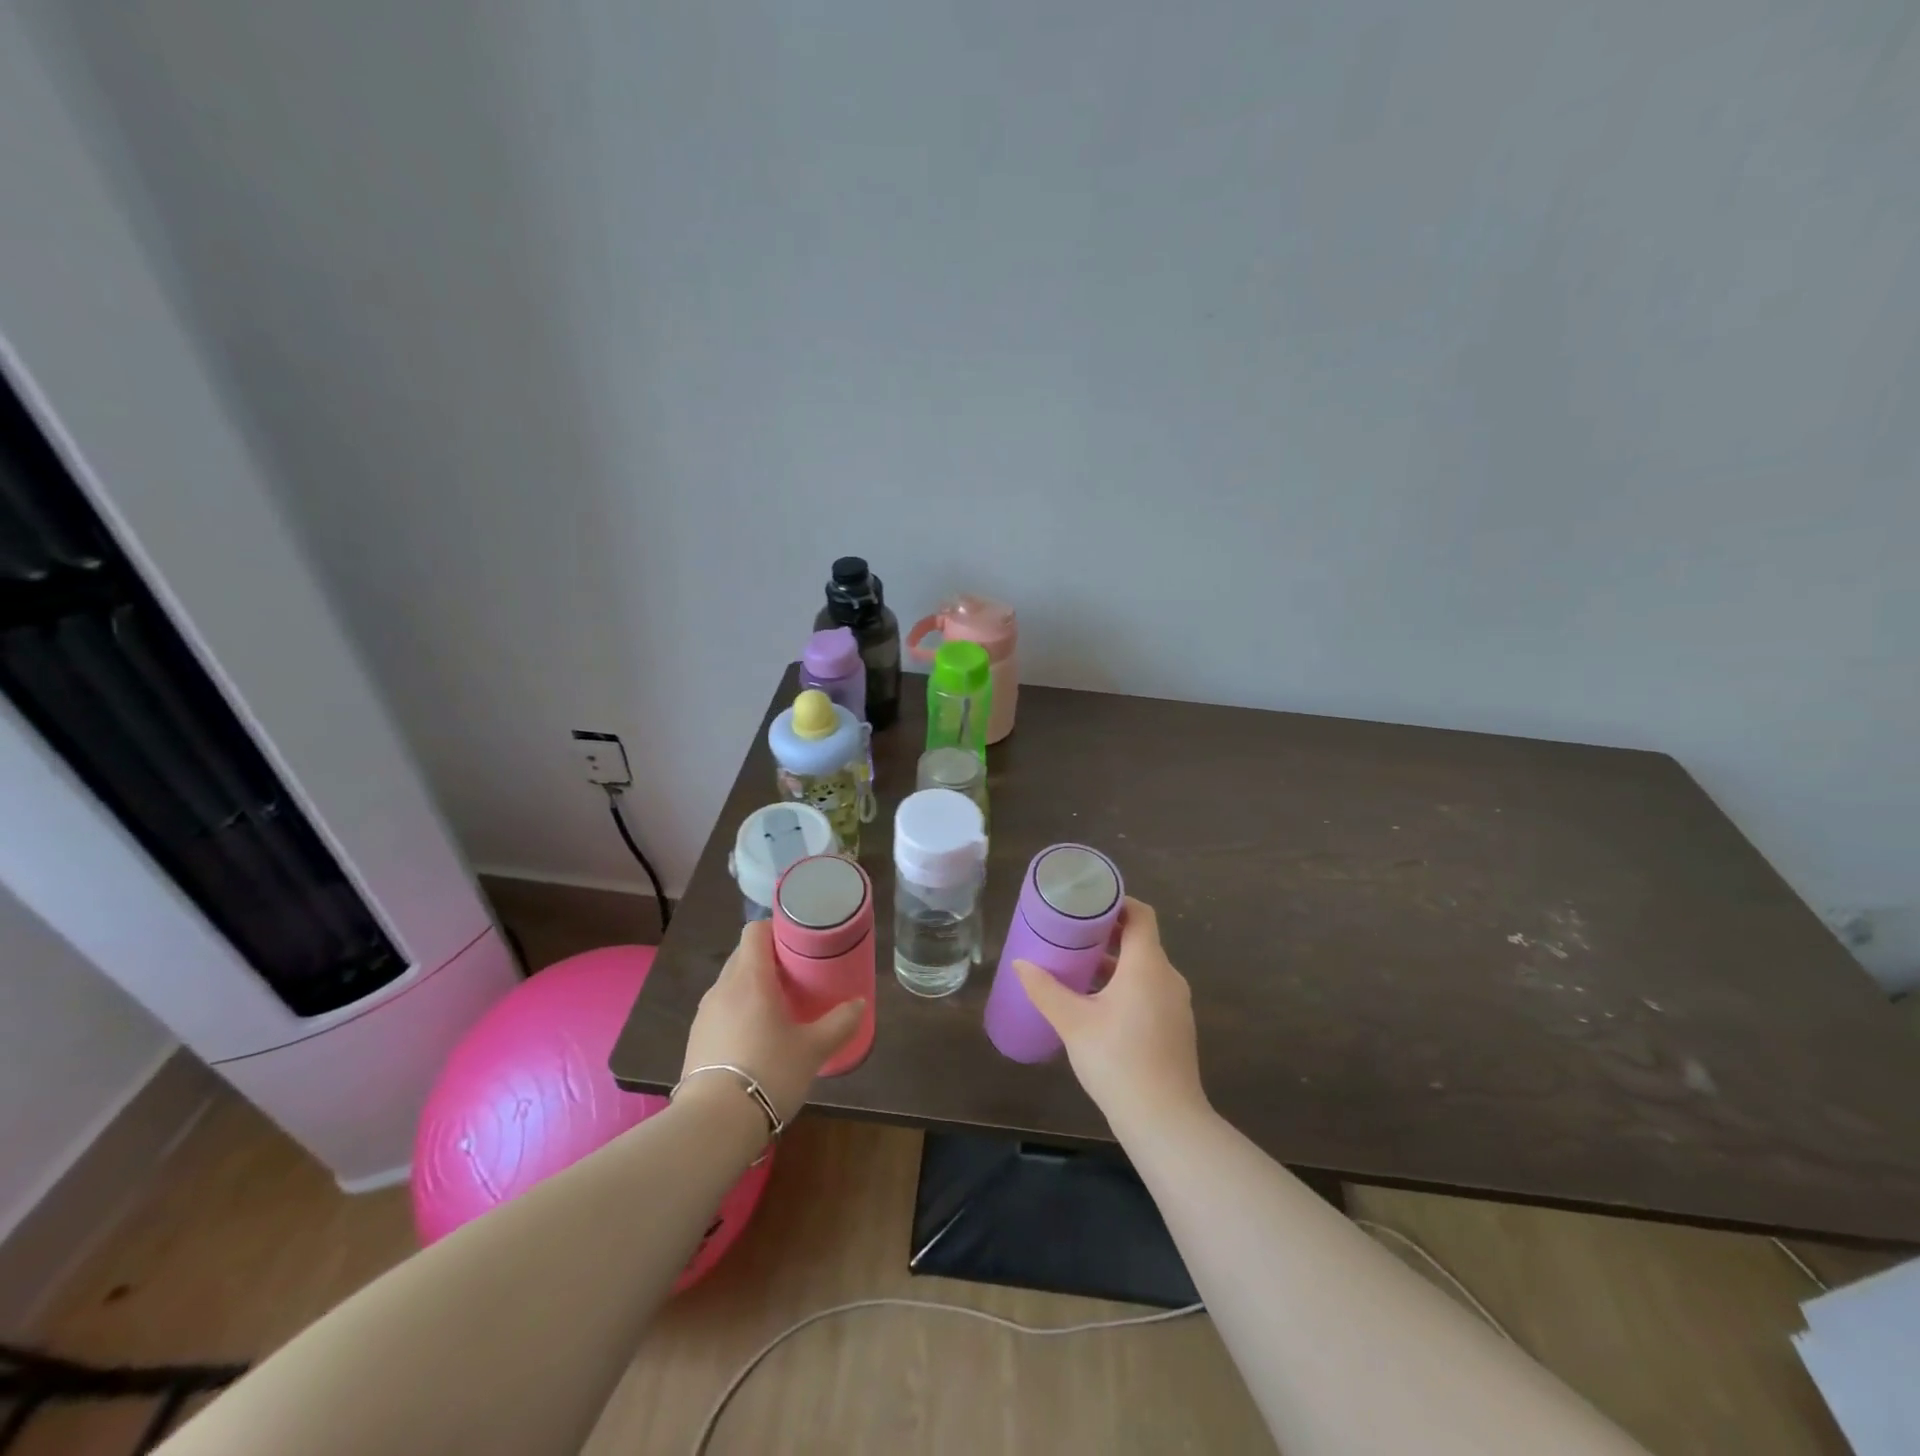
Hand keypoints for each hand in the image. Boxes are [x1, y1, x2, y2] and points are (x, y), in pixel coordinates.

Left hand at [682, 920, 864, 1121]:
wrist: (714, 1123)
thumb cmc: (769, 1072)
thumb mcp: (813, 1049)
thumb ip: (840, 1022)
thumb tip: (860, 1004)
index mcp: (750, 978)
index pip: (755, 931)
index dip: (776, 929)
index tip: (798, 942)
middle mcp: (723, 987)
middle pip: (744, 955)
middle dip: (768, 958)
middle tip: (796, 974)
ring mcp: (705, 1013)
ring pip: (731, 983)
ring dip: (752, 985)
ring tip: (778, 1006)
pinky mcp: (696, 1038)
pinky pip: (721, 1009)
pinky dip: (738, 1010)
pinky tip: (755, 1036)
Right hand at [1014, 897, 1206, 1132]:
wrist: (1165, 1121)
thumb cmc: (1118, 1061)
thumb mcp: (1073, 1023)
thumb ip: (1045, 990)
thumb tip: (1020, 963)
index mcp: (1147, 965)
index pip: (1140, 914)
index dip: (1116, 903)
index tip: (1086, 903)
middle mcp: (1168, 977)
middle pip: (1141, 940)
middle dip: (1107, 933)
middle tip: (1071, 933)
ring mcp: (1176, 1004)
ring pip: (1144, 968)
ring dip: (1115, 962)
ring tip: (1078, 968)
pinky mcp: (1176, 1027)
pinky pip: (1151, 990)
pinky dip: (1127, 985)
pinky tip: (1098, 1004)